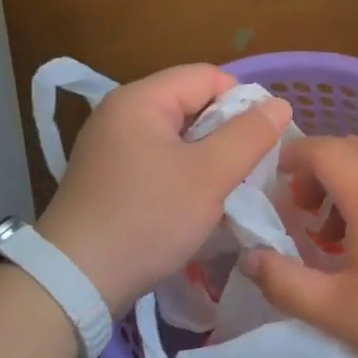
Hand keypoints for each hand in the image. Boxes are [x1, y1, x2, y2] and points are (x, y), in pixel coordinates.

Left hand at [37, 65, 290, 312]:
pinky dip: (184, 177)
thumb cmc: (148, 218)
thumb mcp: (208, 176)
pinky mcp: (110, 178)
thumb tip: (280, 105)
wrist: (77, 280)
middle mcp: (121, 114)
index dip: (243, 103)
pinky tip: (195, 206)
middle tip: (247, 172)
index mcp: (141, 100)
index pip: (208, 76)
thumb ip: (249, 136)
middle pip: (192, 105)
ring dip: (208, 160)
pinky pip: (160, 163)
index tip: (261, 144)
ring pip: (179, 138)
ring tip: (225, 192)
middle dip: (227, 134)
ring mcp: (111, 148)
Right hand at [243, 136, 357, 357]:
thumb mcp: (335, 310)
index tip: (272, 186)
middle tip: (300, 212)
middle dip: (316, 171)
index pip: (324, 149)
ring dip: (345, 188)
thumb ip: (284, 283)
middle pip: (351, 150)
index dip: (291, 158)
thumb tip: (251, 259)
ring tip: (331, 239)